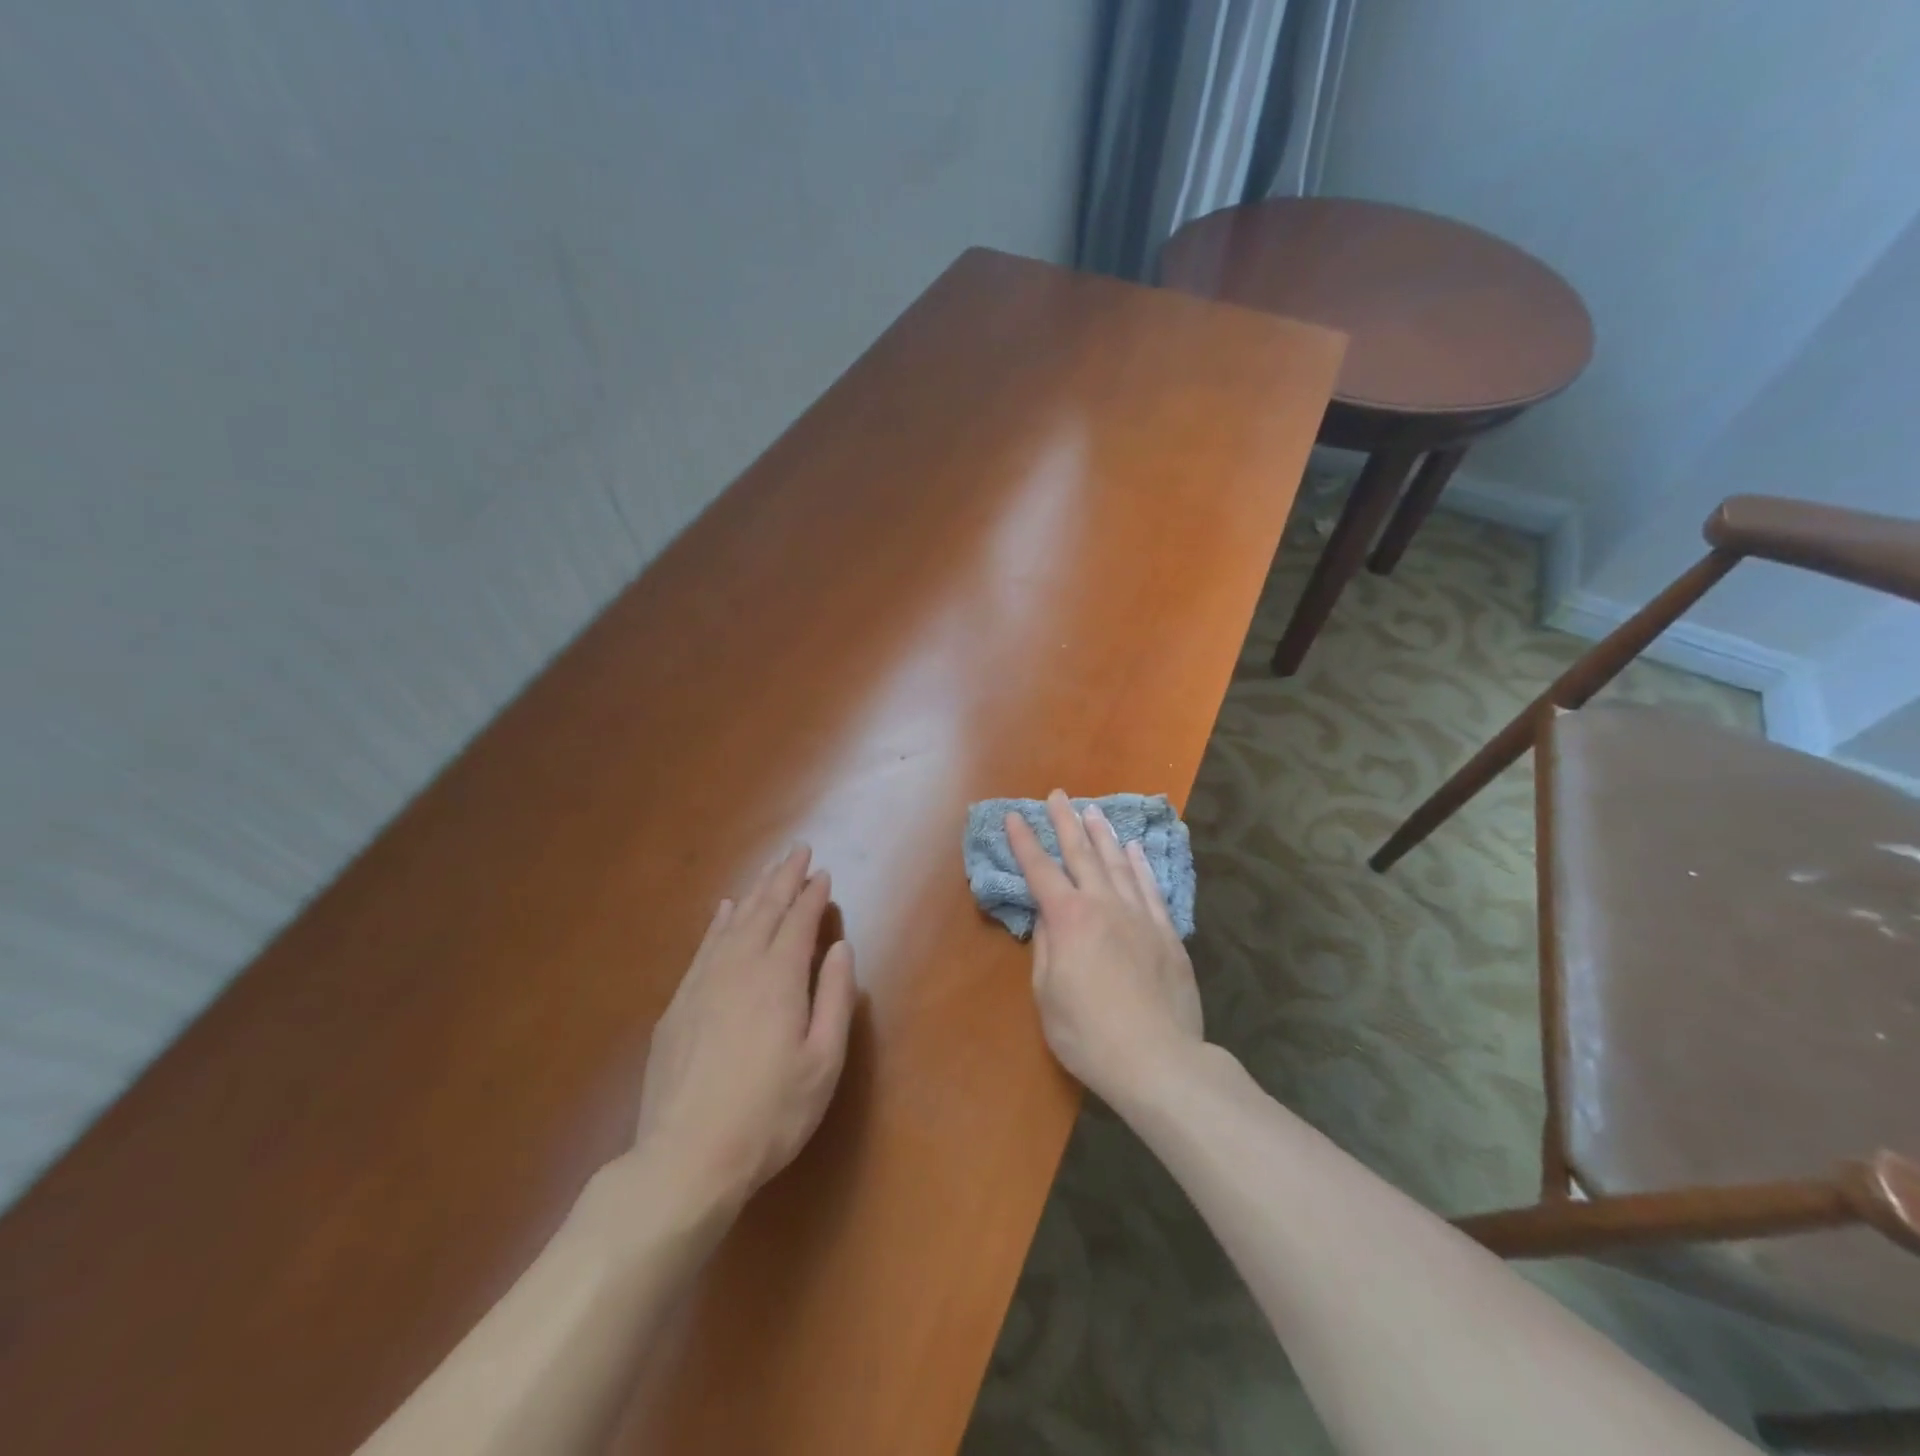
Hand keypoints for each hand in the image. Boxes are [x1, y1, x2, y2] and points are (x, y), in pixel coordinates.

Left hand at [632, 845, 856, 1209]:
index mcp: (778, 977)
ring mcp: (702, 983)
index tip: (823, 873)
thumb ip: (835, 997)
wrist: (686, 1158)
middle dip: (783, 878)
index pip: (799, 920)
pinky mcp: (678, 1005)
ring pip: (733, 922)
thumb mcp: (823, 1061)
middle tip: (798, 851)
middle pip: (764, 910)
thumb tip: (839, 947)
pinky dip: (718, 922)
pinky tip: (723, 912)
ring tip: (768, 873)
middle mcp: (739, 966)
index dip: (812, 894)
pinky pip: (703, 946)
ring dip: (754, 893)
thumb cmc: (771, 1113)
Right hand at [1005, 791, 1203, 1106]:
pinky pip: (1150, 887)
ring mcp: (1139, 915)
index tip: (1014, 816)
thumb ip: (1047, 947)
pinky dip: (1141, 864)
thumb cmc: (1088, 1033)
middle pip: (1081, 854)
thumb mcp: (1048, 994)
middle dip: (1066, 822)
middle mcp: (1103, 905)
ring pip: (1119, 863)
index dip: (1024, 842)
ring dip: (1103, 835)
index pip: (1040, 871)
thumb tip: (1048, 914)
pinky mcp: (1166, 932)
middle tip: (1058, 795)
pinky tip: (1135, 849)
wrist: (1157, 1059)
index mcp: (1069, 919)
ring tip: (1093, 811)